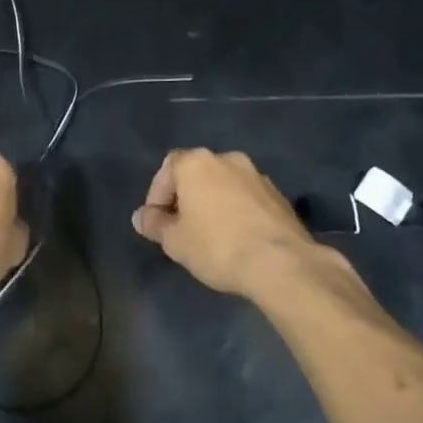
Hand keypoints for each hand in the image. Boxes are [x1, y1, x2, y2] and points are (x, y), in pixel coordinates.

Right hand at [132, 148, 318, 296]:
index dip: (157, 195)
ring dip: (214, 203)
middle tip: (181, 227)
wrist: (281, 263)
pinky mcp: (279, 196)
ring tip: (210, 234)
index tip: (157, 222)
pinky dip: (237, 211)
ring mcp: (257, 175)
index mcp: (197, 162)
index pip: (167, 169)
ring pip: (224, 185)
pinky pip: (247, 198)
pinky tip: (237, 238)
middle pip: (197, 173)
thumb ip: (155, 225)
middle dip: (186, 197)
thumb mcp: (175, 241)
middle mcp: (227, 159)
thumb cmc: (217, 246)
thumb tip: (142, 217)